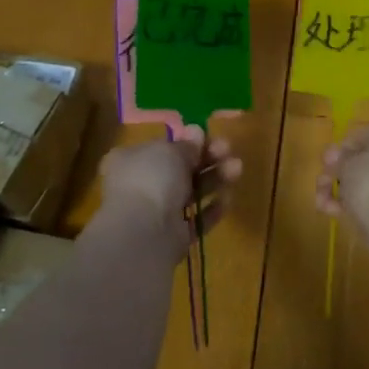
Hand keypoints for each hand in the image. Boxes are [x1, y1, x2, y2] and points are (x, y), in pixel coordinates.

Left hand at [99, 125, 242, 252]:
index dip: (187, 142)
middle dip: (207, 159)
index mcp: (131, 160)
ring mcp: (157, 213)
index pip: (162, 148)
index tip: (208, 137)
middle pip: (180, 169)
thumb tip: (196, 132)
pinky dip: (212, 209)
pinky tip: (228, 199)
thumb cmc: (151, 179)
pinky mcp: (173, 236)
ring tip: (237, 168)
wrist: (143, 232)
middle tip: (228, 150)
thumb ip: (187, 144)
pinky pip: (196, 219)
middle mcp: (141, 185)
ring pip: (191, 192)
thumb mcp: (170, 151)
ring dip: (215, 179)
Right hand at [316, 124, 368, 226]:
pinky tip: (331, 211)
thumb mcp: (345, 163)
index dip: (339, 149)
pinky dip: (350, 204)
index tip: (326, 162)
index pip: (362, 136)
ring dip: (338, 190)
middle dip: (336, 172)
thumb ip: (337, 157)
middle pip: (361, 160)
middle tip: (321, 182)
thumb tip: (334, 159)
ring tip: (321, 201)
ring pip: (363, 181)